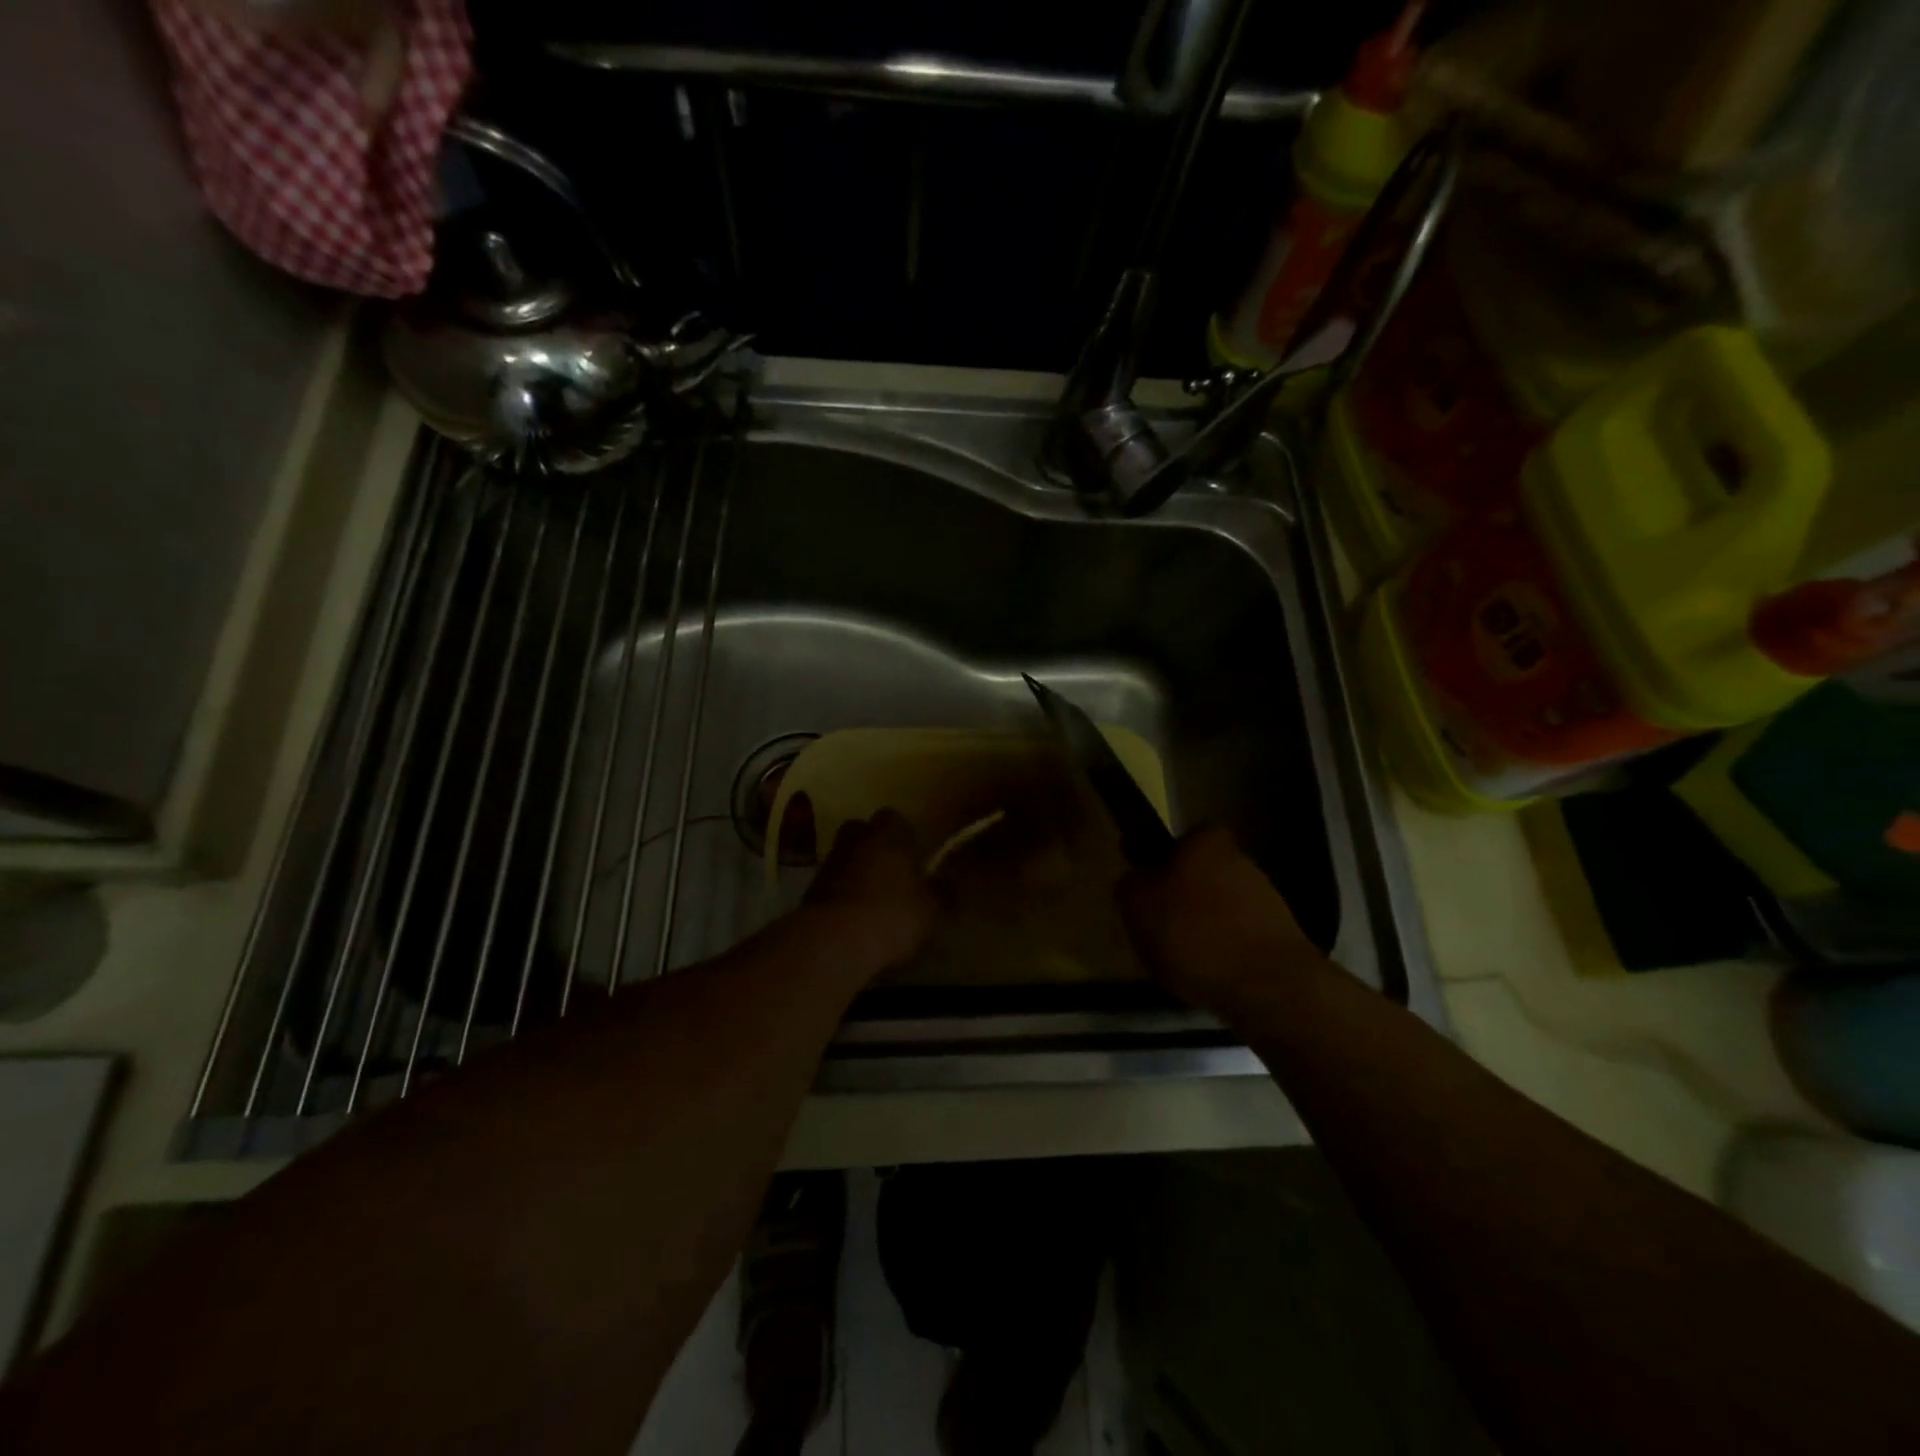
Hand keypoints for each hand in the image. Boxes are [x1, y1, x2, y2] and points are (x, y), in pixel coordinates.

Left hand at [804, 812, 939, 972]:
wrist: (832, 941)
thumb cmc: (892, 914)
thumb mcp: (932, 909)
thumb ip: (942, 894)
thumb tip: (947, 885)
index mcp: (888, 832)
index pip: (896, 819)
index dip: (906, 837)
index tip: (916, 857)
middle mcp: (855, 838)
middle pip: (865, 833)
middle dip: (877, 849)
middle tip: (895, 874)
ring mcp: (829, 863)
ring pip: (847, 859)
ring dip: (858, 874)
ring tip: (876, 903)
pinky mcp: (809, 891)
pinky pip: (833, 886)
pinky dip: (844, 897)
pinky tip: (856, 921)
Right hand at [1120, 827, 1326, 1016]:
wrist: (1269, 986)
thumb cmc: (1193, 933)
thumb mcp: (1136, 904)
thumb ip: (1131, 883)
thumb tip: (1137, 879)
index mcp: (1205, 840)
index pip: (1176, 844)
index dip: (1158, 869)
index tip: (1146, 899)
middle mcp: (1240, 858)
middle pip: (1199, 876)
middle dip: (1182, 900)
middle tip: (1159, 932)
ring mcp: (1266, 896)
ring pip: (1220, 907)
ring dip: (1204, 929)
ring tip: (1185, 962)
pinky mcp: (1282, 935)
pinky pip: (1239, 937)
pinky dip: (1224, 952)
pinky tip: (1212, 976)